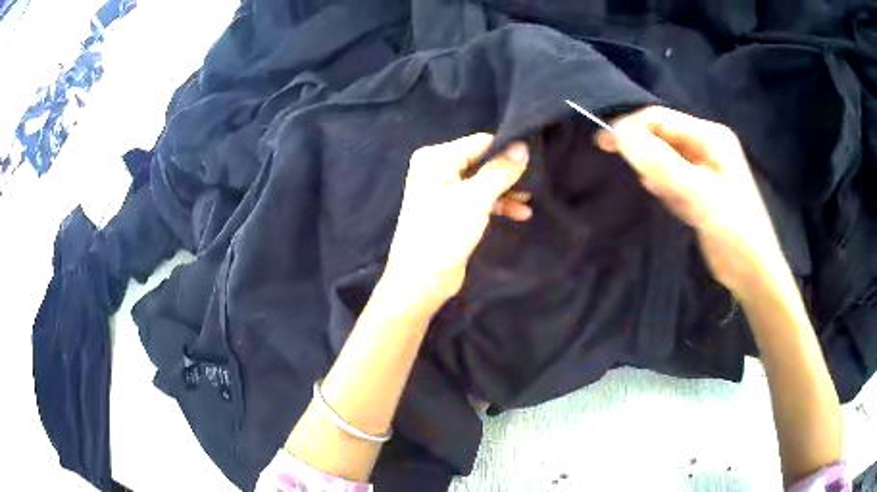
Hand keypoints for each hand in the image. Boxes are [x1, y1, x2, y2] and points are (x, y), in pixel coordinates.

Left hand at [383, 133, 530, 305]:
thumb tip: (523, 146)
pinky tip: (520, 213)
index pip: (480, 142)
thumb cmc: (444, 232)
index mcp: (436, 158)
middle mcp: (437, 169)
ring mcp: (444, 191)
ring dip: (506, 191)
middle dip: (508, 174)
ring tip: (529, 201)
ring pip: (483, 182)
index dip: (507, 150)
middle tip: (536, 182)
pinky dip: (497, 205)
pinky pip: (479, 199)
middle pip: (482, 162)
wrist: (422, 279)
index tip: (534, 160)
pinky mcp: (451, 212)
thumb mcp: (476, 197)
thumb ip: (501, 170)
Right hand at [597, 106, 786, 298]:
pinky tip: (673, 206)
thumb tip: (620, 136)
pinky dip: (665, 189)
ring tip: (666, 198)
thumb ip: (662, 164)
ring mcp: (704, 168)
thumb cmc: (734, 230)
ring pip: (665, 159)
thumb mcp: (699, 195)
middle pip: (662, 136)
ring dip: (655, 173)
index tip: (604, 145)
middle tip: (618, 164)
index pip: (661, 119)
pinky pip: (672, 179)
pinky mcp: (700, 190)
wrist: (753, 272)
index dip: (631, 127)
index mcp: (711, 136)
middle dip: (643, 151)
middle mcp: (707, 146)